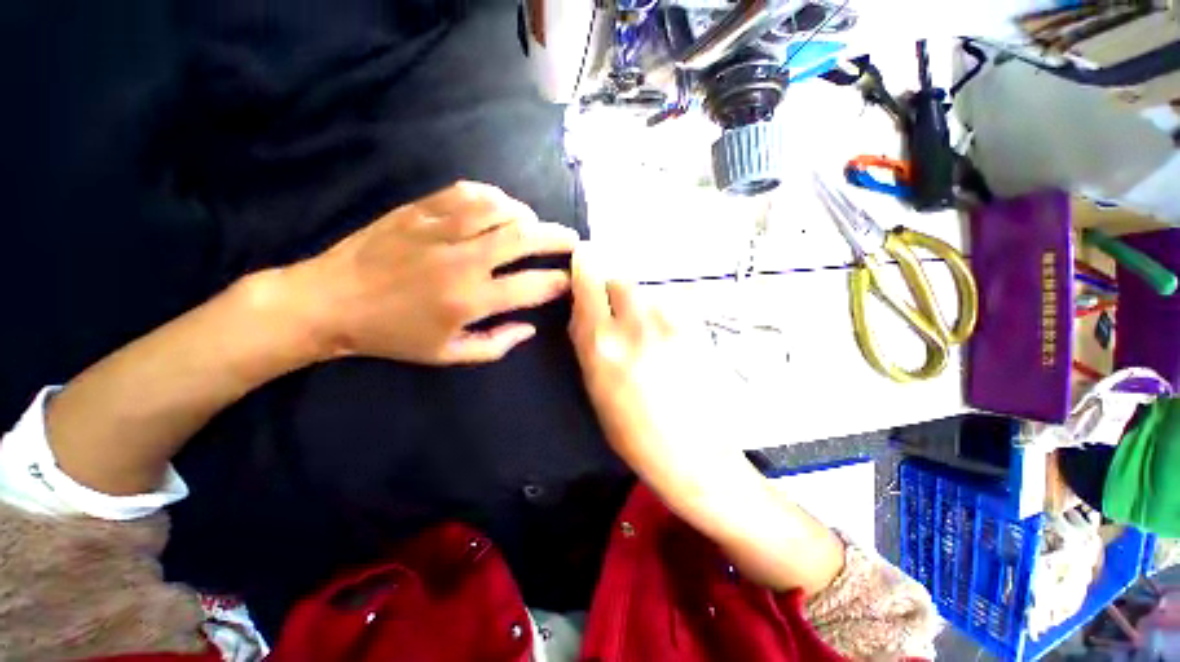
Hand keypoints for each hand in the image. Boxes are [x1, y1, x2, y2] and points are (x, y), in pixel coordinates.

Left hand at [293, 181, 578, 364]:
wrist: (330, 301)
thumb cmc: (393, 335)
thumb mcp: (448, 355)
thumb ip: (496, 344)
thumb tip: (530, 328)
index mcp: (471, 299)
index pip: (533, 286)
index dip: (560, 282)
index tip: (572, 279)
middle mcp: (463, 260)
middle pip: (525, 238)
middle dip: (558, 238)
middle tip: (573, 240)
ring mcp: (440, 229)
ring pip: (500, 209)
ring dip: (527, 216)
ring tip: (534, 225)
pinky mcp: (419, 209)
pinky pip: (467, 192)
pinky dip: (492, 197)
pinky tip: (499, 206)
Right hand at [567, 245, 846, 594]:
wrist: (693, 453)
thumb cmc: (633, 431)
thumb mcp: (595, 389)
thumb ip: (587, 342)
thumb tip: (582, 311)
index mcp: (603, 345)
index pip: (589, 285)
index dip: (584, 266)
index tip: (582, 256)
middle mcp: (636, 326)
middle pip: (621, 280)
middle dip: (612, 289)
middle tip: (613, 310)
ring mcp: (671, 326)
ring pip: (647, 295)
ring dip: (638, 305)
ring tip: (643, 334)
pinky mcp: (696, 330)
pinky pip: (670, 309)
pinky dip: (660, 316)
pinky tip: (665, 342)